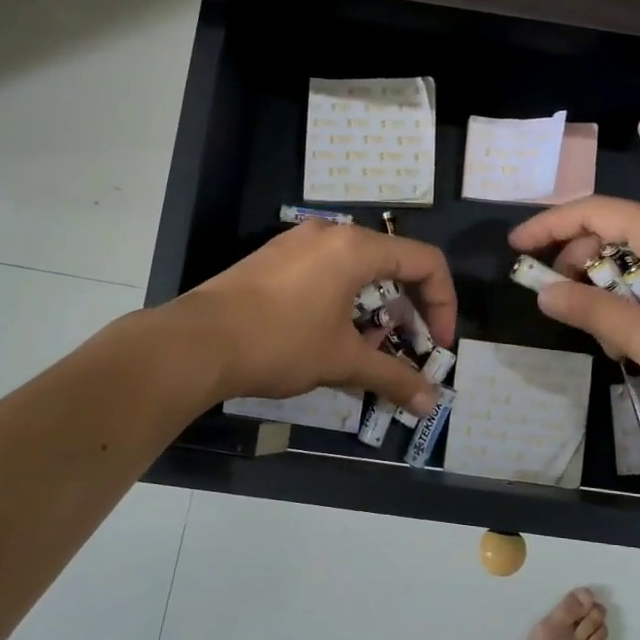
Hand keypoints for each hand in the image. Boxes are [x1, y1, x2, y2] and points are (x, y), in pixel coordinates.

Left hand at [176, 221, 456, 414]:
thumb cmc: (280, 343)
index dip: (443, 304)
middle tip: (405, 349)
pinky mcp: (273, 258)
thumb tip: (430, 405)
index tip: (438, 345)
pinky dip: (343, 301)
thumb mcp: (343, 361)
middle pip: (392, 263)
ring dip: (375, 309)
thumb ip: (393, 378)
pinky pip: (326, 272)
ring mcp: (297, 242)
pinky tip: (329, 337)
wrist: (196, 343)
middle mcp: (330, 234)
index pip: (425, 262)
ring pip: (357, 270)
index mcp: (355, 248)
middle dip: (408, 310)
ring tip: (366, 349)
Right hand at [509, 196, 639, 415]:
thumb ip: (590, 311)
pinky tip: (636, 338)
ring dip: (608, 289)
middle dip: (578, 263)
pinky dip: (634, 299)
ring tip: (605, 336)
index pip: (593, 210)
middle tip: (558, 300)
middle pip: (613, 231)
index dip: (548, 224)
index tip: (516, 246)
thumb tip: (544, 293)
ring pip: (635, 258)